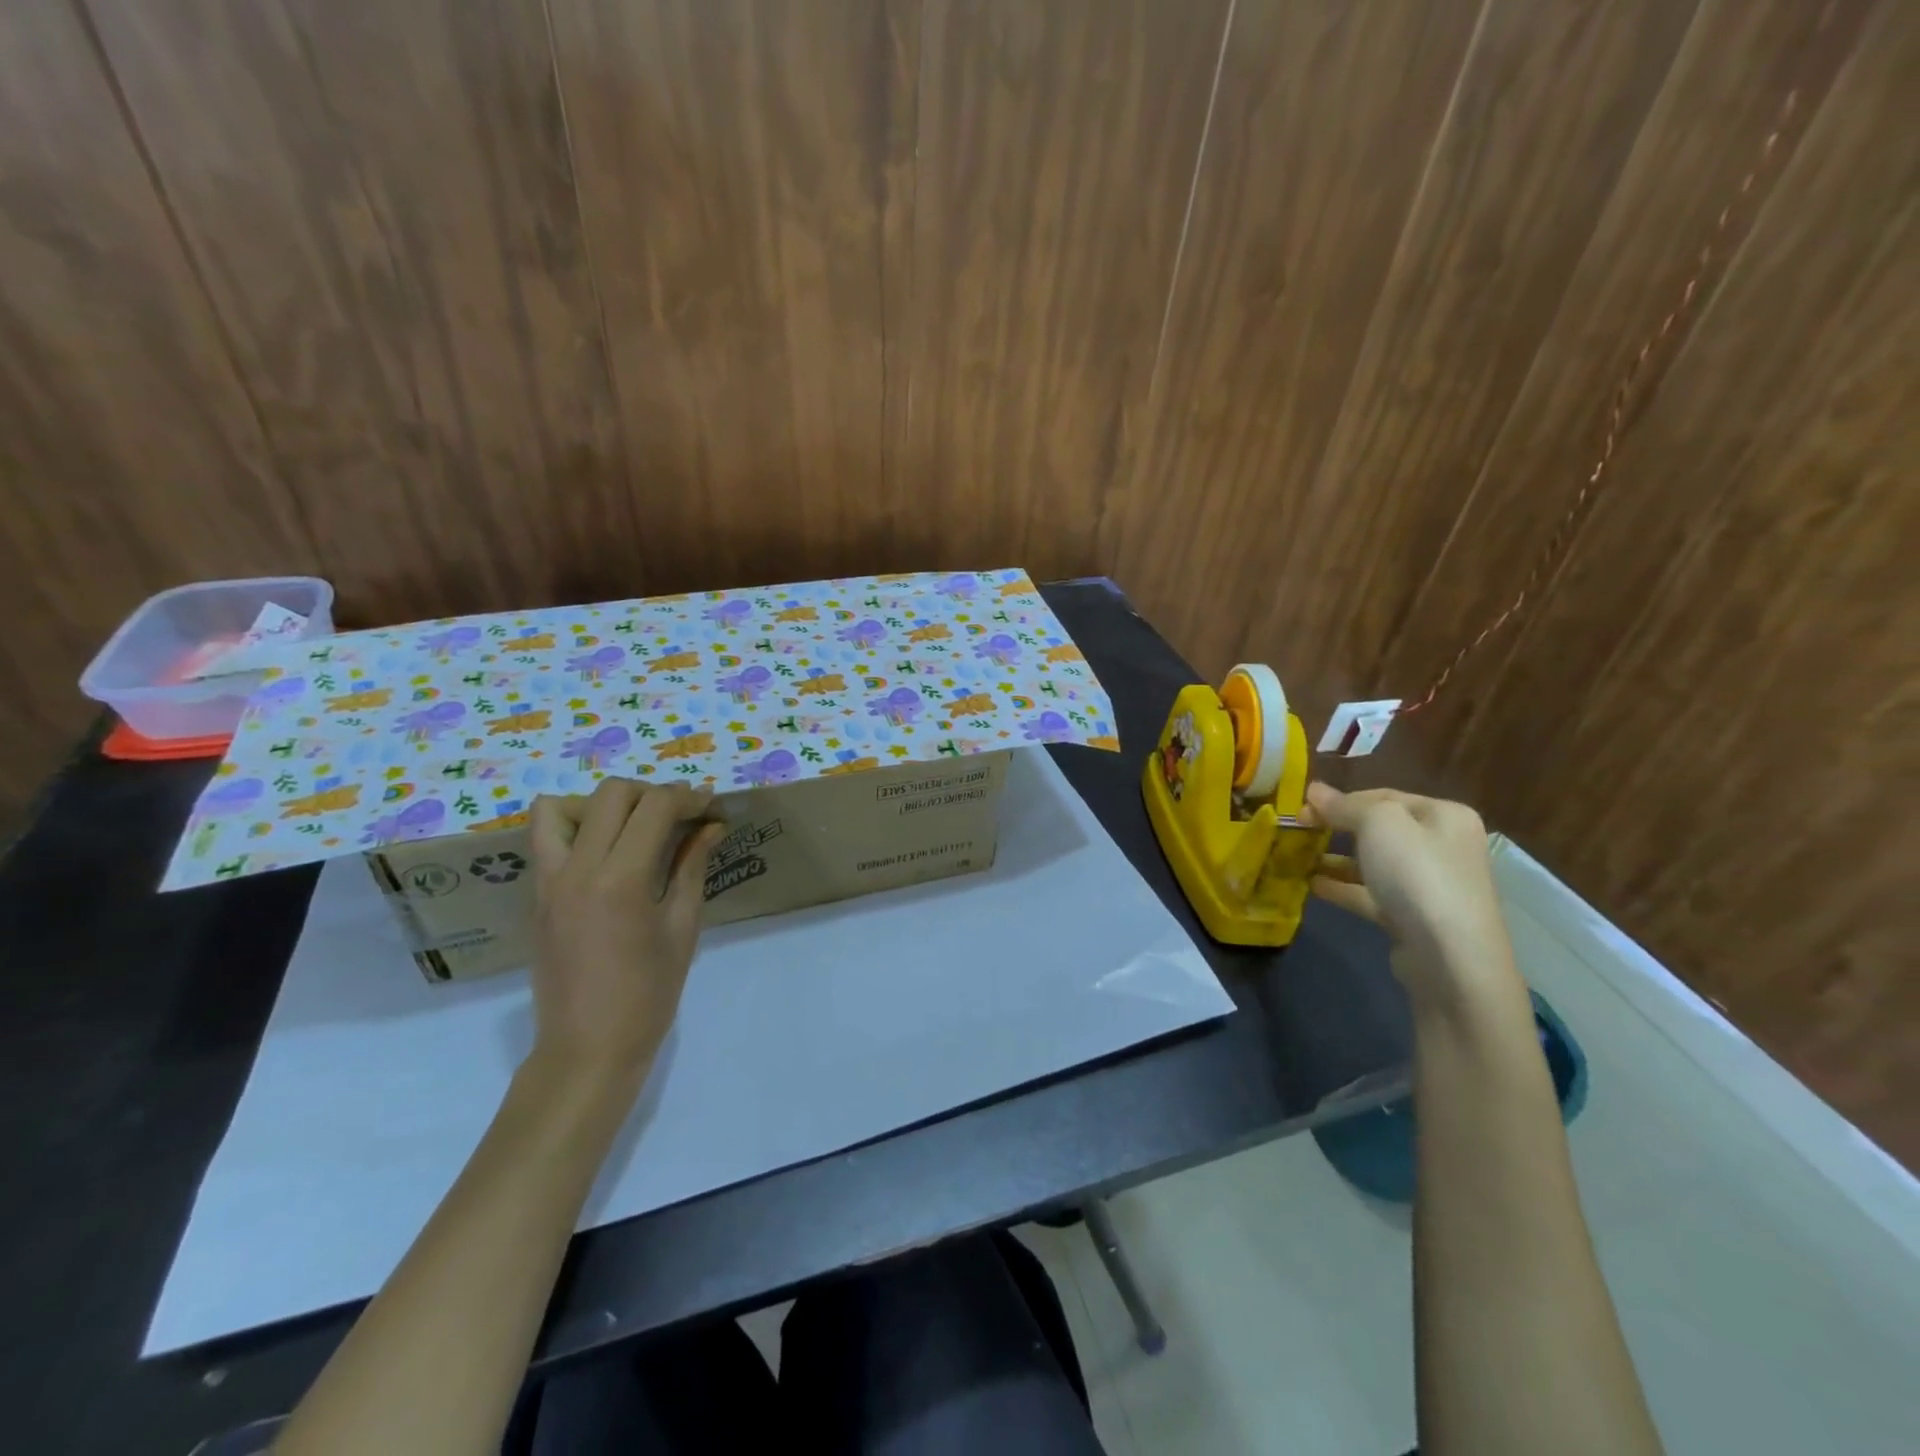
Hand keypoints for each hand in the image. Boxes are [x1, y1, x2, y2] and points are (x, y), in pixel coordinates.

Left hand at [527, 779, 725, 1084]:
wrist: (587, 1048)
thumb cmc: (649, 994)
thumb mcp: (682, 928)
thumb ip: (692, 867)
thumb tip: (711, 826)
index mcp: (621, 880)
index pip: (654, 807)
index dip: (688, 797)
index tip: (711, 807)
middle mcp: (578, 870)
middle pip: (611, 795)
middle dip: (652, 793)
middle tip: (679, 816)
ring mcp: (549, 882)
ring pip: (560, 807)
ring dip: (602, 805)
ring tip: (631, 828)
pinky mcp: (536, 896)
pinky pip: (546, 840)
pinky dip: (575, 829)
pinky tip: (606, 854)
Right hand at [1304, 782, 1523, 1011]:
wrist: (1450, 957)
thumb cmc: (1417, 875)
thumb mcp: (1378, 824)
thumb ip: (1345, 804)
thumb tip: (1314, 790)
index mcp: (1444, 815)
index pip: (1383, 796)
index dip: (1340, 799)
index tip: (1301, 808)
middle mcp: (1443, 846)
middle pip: (1379, 829)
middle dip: (1337, 829)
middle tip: (1298, 831)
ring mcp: (1430, 884)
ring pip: (1374, 863)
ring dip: (1336, 860)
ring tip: (1298, 859)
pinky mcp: (1414, 917)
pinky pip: (1372, 894)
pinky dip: (1343, 888)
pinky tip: (1313, 886)